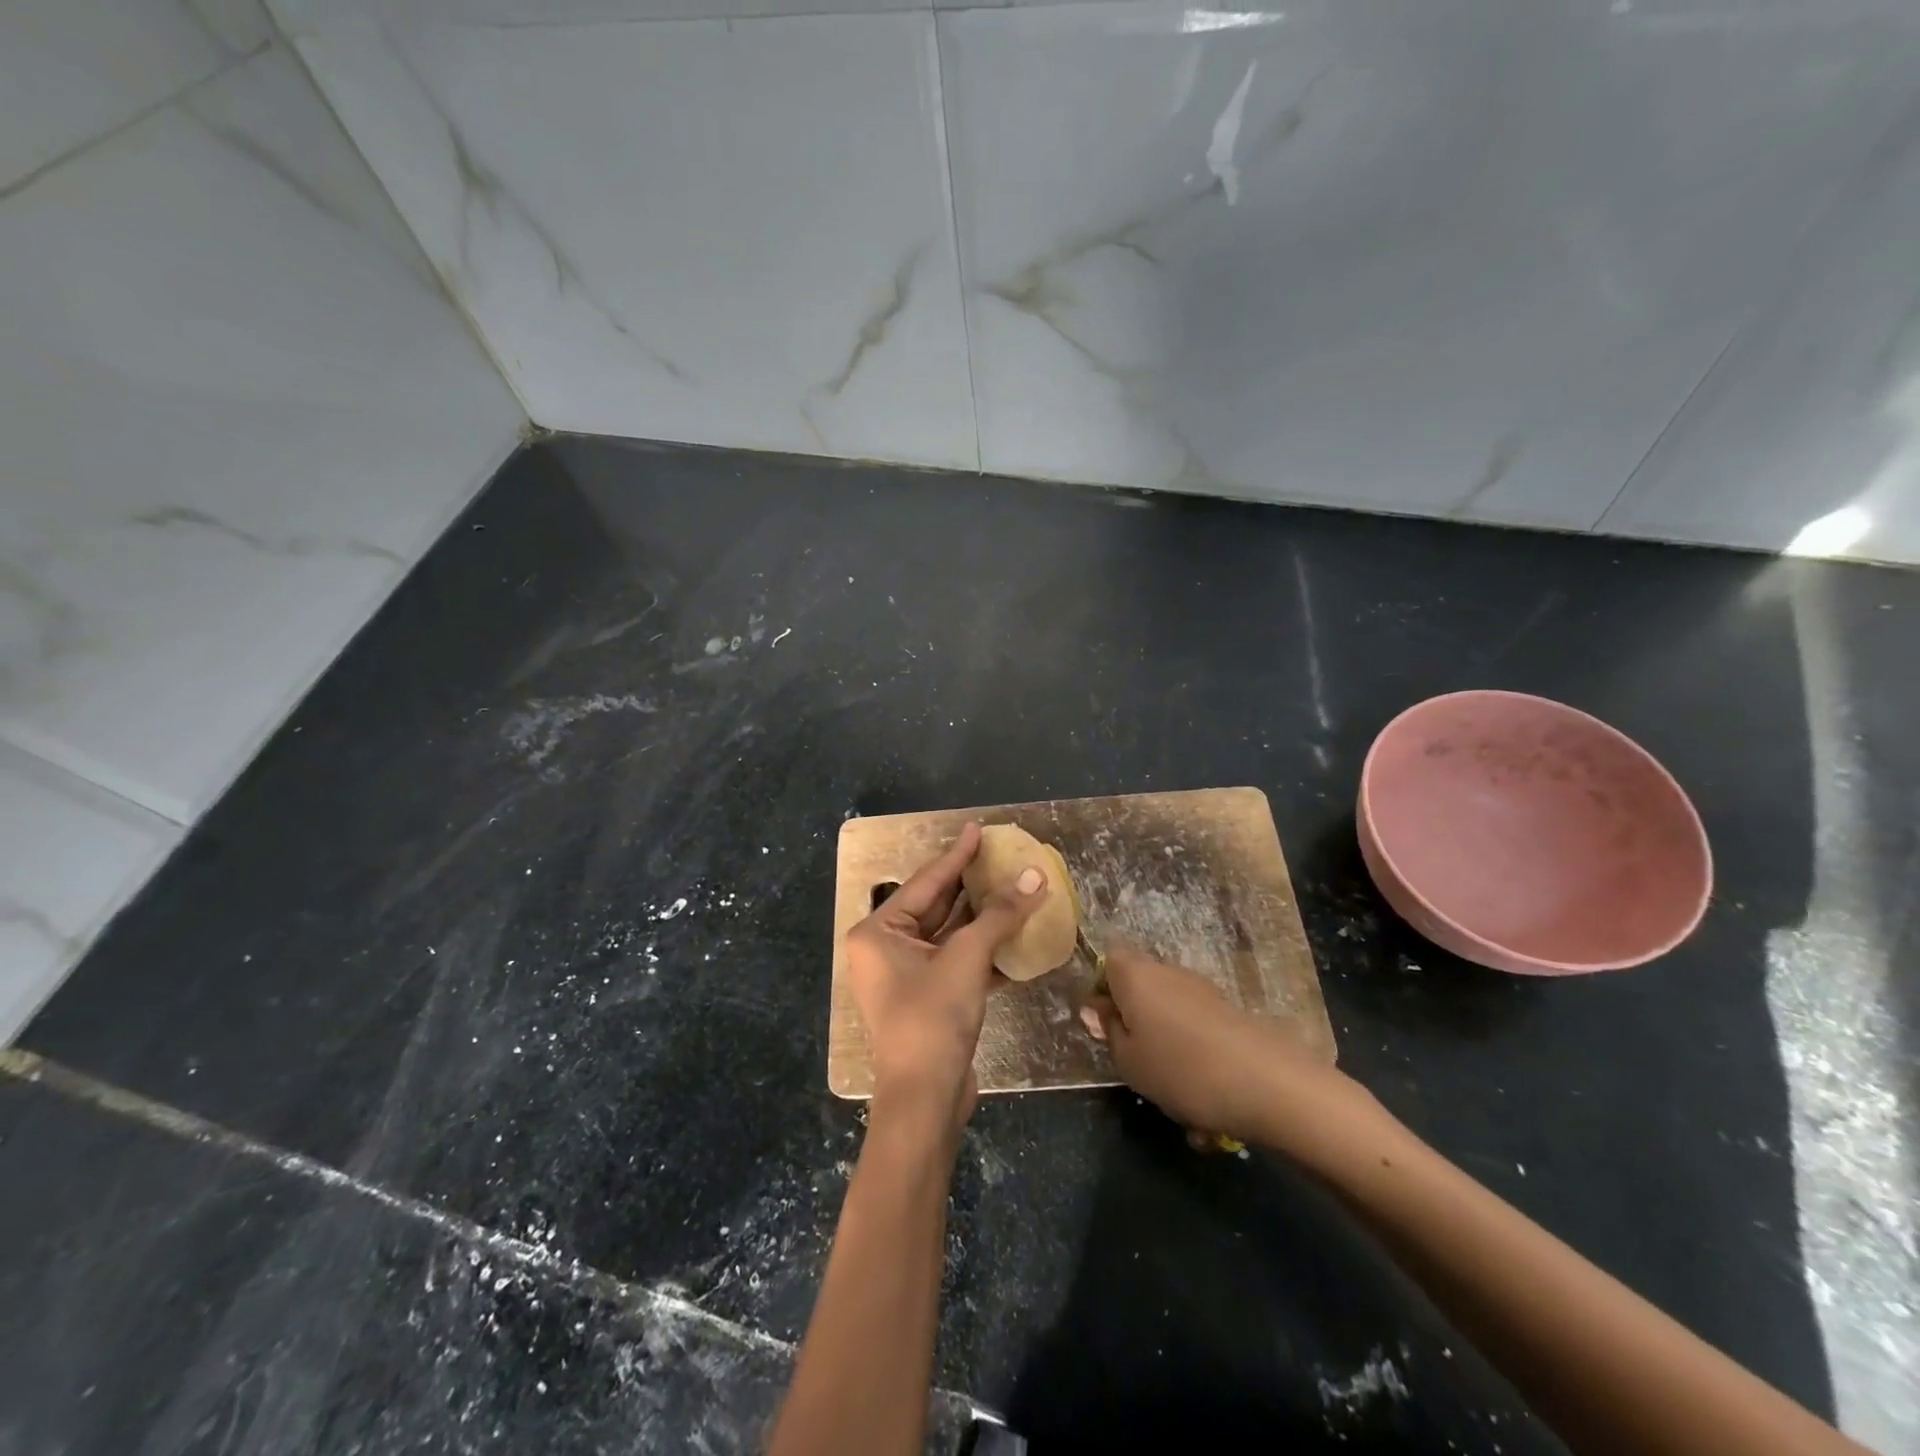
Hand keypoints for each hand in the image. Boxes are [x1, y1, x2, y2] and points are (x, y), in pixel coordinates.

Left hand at [846, 823, 1048, 1137]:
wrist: (926, 1099)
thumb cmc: (933, 1017)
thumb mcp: (967, 958)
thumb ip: (1001, 914)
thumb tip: (1035, 876)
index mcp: (879, 932)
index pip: (927, 883)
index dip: (957, 855)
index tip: (978, 829)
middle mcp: (886, 948)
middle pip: (937, 906)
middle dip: (972, 885)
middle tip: (1000, 856)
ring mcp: (907, 975)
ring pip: (950, 935)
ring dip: (984, 918)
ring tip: (1014, 887)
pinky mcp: (929, 998)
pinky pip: (957, 962)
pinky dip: (984, 950)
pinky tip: (1015, 934)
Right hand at [1082, 945, 1379, 1151]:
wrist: (1265, 1082)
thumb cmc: (1180, 1070)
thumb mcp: (1128, 1060)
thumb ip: (1107, 1030)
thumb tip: (1097, 1007)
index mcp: (1135, 974)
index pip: (1107, 962)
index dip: (1101, 992)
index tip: (1104, 1028)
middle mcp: (1166, 970)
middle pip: (1139, 984)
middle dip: (1133, 1016)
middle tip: (1134, 1058)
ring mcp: (1201, 988)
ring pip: (1167, 1008)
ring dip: (1163, 1036)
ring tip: (1171, 1084)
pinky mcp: (1228, 1009)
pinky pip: (1195, 1025)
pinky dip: (1192, 1049)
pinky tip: (1203, 1091)